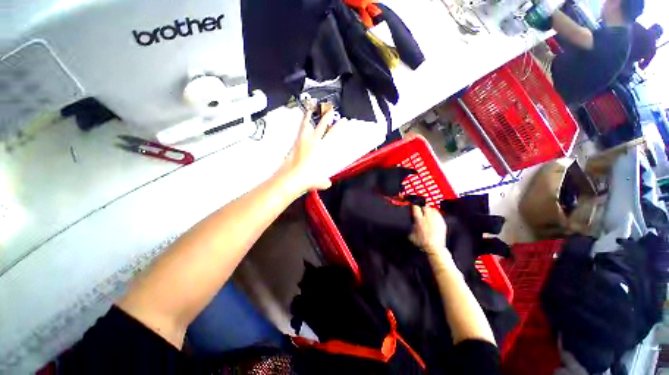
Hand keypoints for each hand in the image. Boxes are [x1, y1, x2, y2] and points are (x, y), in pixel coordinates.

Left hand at [279, 102, 336, 194]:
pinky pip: (299, 131)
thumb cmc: (307, 179)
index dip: (339, 126)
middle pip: (321, 125)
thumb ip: (325, 181)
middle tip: (330, 109)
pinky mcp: (293, 144)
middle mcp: (311, 142)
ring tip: (310, 108)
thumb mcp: (320, 182)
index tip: (344, 120)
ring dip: (309, 117)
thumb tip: (327, 182)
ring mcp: (301, 141)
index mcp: (321, 149)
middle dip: (327, 116)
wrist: (289, 179)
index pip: (333, 134)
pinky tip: (302, 125)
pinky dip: (301, 126)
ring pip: (306, 125)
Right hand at [409, 205, 447, 256]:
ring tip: (427, 210)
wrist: (434, 248)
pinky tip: (434, 216)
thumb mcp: (411, 234)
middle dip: (422, 206)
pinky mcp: (442, 223)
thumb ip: (411, 227)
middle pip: (425, 206)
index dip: (414, 204)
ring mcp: (436, 220)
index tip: (413, 204)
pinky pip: (439, 214)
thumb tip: (411, 223)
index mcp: (419, 220)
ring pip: (433, 209)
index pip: (416, 207)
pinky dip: (436, 214)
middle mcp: (428, 218)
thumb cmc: (422, 242)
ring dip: (429, 209)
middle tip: (421, 207)